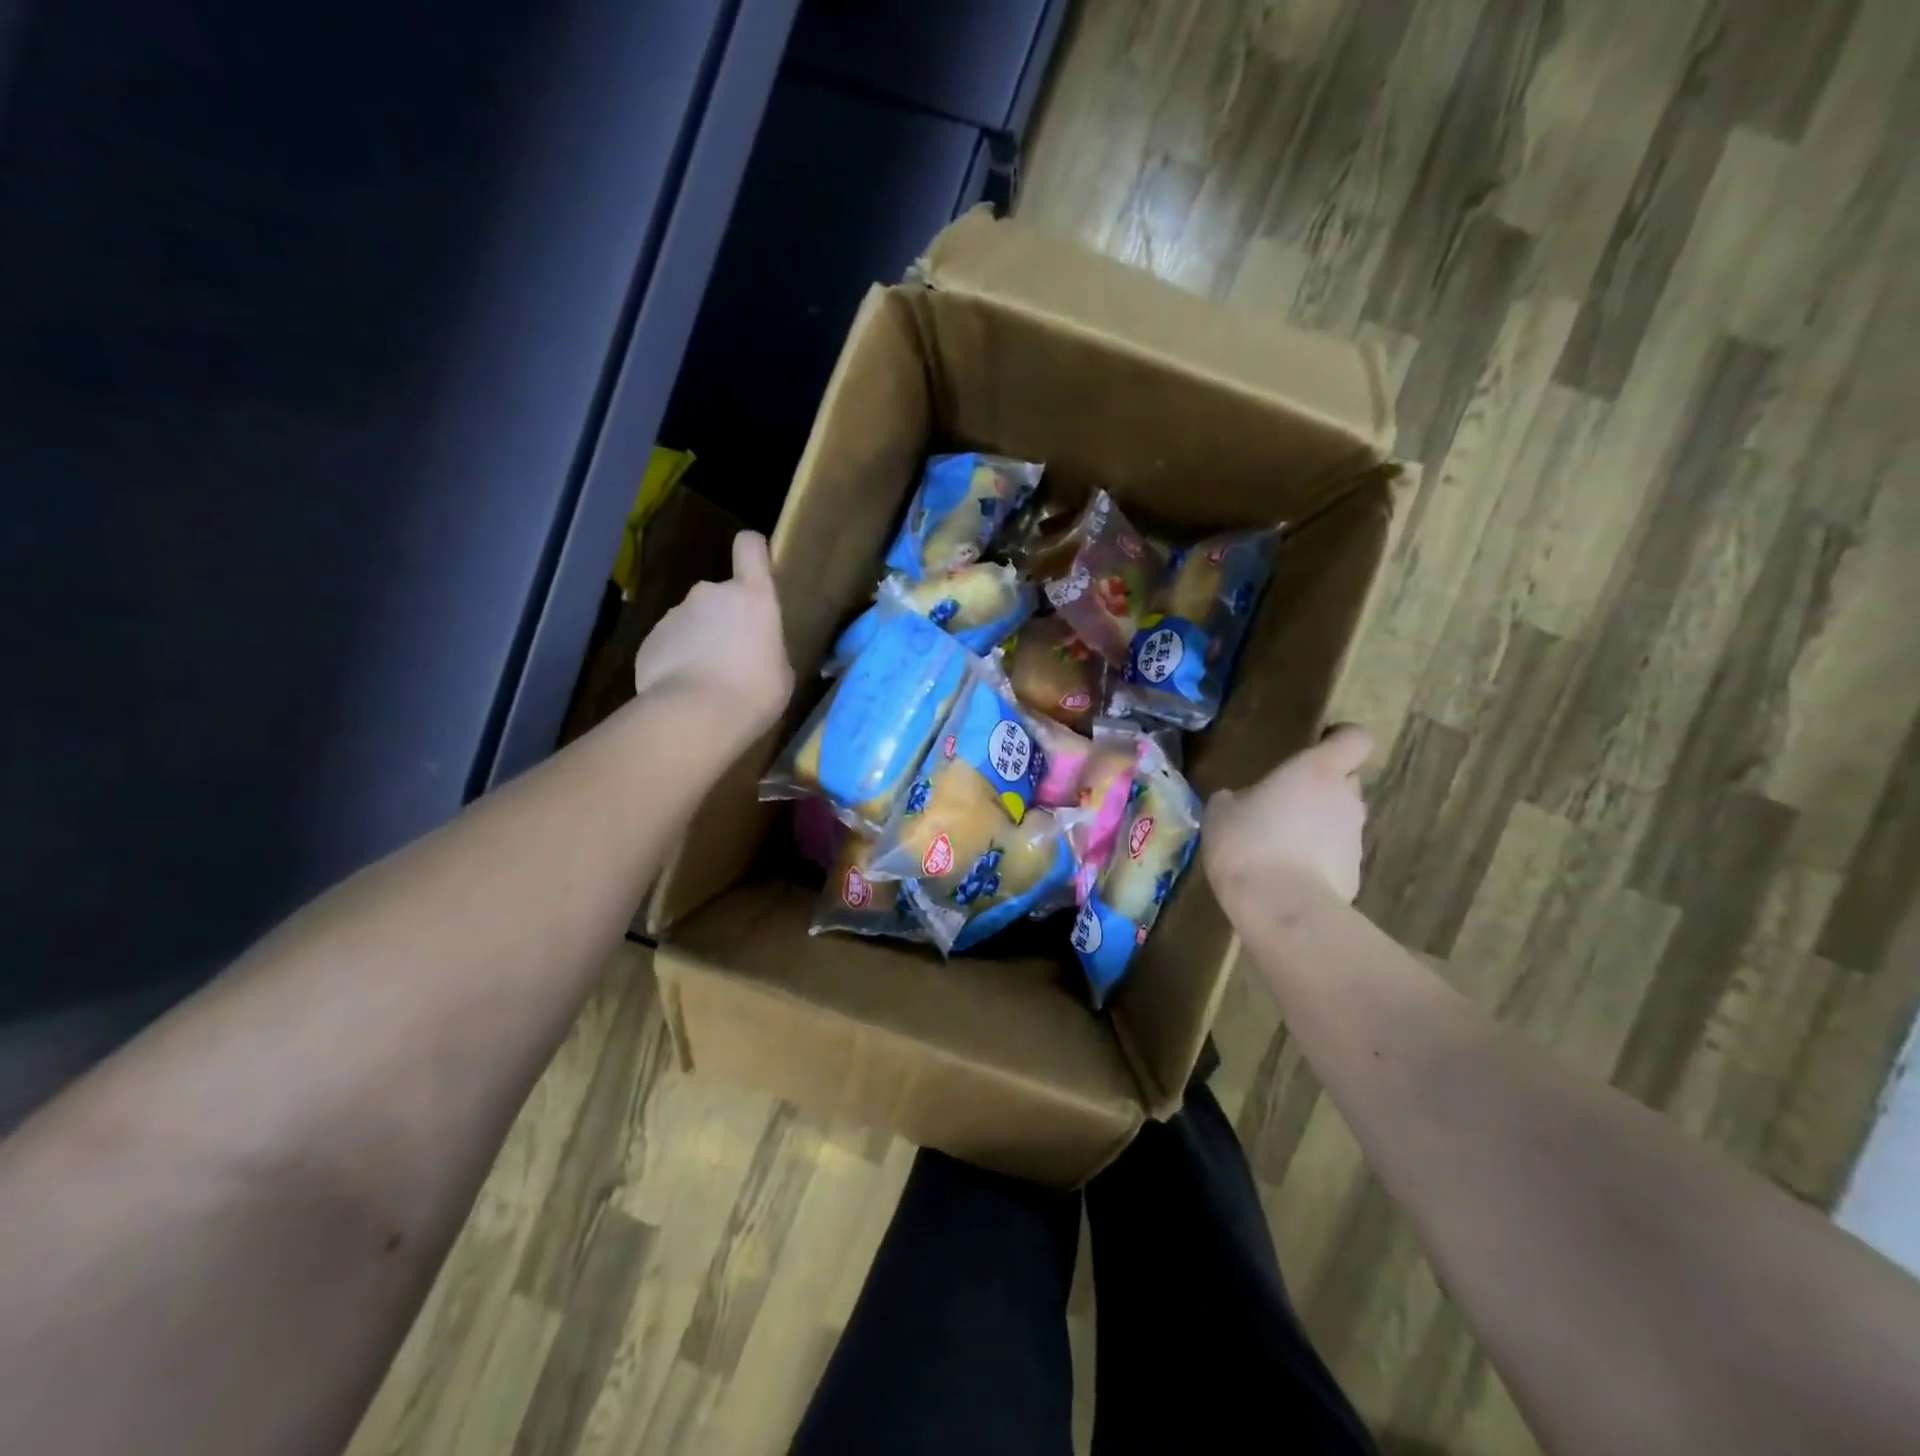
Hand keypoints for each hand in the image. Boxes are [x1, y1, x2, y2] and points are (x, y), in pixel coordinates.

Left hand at [632, 531, 792, 735]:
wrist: (695, 716)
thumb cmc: (755, 692)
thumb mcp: (781, 672)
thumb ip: (768, 649)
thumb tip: (756, 650)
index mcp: (752, 597)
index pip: (750, 547)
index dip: (754, 552)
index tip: (756, 568)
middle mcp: (710, 594)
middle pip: (720, 595)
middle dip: (724, 619)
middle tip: (733, 658)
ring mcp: (674, 615)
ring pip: (692, 622)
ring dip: (699, 642)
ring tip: (707, 681)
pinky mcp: (649, 641)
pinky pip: (669, 645)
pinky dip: (676, 661)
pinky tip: (685, 691)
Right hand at [1203, 724, 1372, 914]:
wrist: (1281, 908)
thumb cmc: (1247, 844)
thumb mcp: (1220, 813)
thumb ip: (1235, 799)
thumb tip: (1238, 801)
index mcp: (1316, 772)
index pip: (1355, 739)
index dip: (1341, 738)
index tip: (1320, 744)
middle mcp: (1345, 799)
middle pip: (1346, 780)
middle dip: (1322, 786)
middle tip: (1286, 801)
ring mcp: (1354, 838)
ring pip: (1340, 819)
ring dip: (1318, 824)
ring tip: (1280, 844)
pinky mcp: (1355, 873)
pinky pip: (1336, 854)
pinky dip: (1318, 858)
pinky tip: (1287, 875)